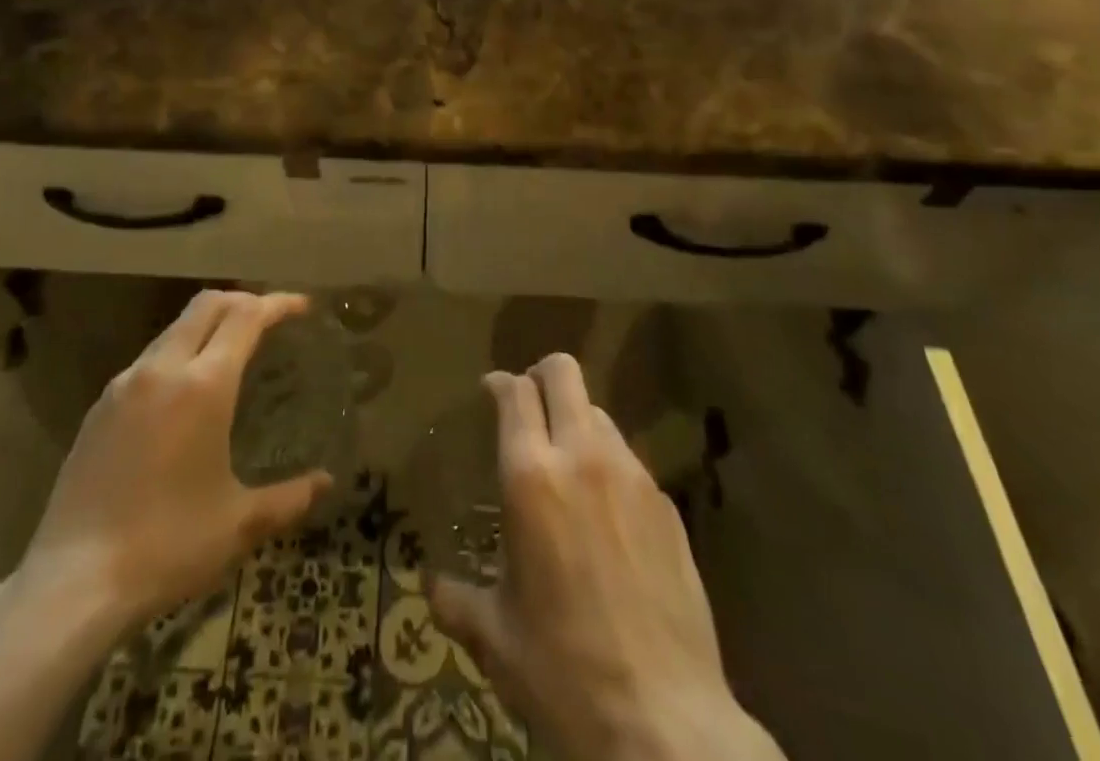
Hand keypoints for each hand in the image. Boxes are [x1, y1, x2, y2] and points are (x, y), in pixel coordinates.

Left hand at [14, 290, 330, 637]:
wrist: (72, 583)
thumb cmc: (167, 546)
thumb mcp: (237, 525)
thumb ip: (287, 499)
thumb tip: (325, 483)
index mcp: (203, 385)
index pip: (246, 317)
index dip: (277, 304)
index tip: (302, 306)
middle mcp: (163, 369)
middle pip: (207, 305)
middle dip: (242, 300)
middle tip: (269, 317)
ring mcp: (124, 385)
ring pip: (174, 329)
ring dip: (207, 325)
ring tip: (230, 351)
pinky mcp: (99, 408)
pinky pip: (149, 359)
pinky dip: (178, 353)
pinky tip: (183, 393)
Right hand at [429, 355, 783, 760]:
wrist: (666, 724)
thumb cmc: (564, 672)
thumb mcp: (497, 639)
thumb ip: (457, 601)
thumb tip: (432, 587)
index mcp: (531, 477)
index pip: (515, 393)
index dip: (500, 383)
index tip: (491, 390)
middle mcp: (582, 458)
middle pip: (563, 374)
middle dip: (541, 375)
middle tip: (528, 402)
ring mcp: (632, 477)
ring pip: (600, 413)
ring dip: (577, 422)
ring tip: (567, 464)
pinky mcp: (667, 505)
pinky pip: (629, 460)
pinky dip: (608, 466)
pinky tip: (606, 515)